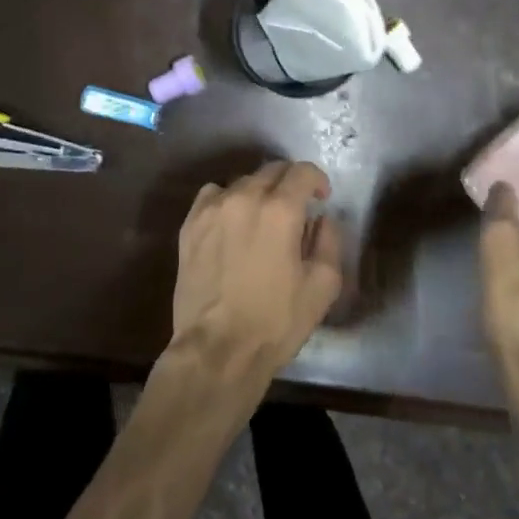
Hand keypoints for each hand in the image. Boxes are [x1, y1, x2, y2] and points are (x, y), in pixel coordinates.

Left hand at [169, 160, 343, 379]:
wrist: (217, 349)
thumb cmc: (276, 321)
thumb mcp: (322, 286)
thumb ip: (329, 242)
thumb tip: (322, 219)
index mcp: (280, 210)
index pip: (301, 171)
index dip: (316, 179)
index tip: (321, 196)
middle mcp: (244, 197)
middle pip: (271, 170)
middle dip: (289, 183)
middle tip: (297, 207)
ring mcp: (211, 209)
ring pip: (241, 182)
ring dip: (259, 191)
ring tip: (262, 217)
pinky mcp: (189, 225)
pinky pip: (212, 195)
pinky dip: (227, 200)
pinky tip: (232, 223)